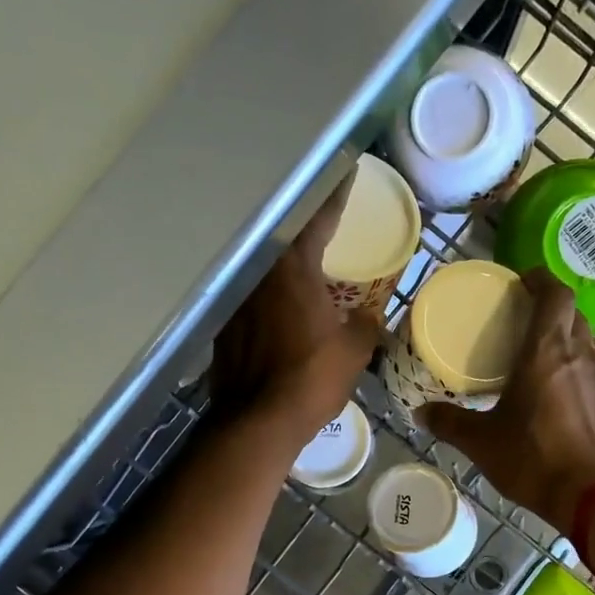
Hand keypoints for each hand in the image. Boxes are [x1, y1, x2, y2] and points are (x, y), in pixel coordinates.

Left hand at [211, 171, 379, 444]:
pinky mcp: (225, 327)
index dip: (334, 196)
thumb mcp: (353, 351)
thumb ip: (364, 325)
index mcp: (293, 269)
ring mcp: (237, 301)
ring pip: (265, 270)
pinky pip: (253, 299)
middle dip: (305, 228)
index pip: (317, 219)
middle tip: (326, 223)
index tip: (345, 173)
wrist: (258, 421)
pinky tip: (281, 308)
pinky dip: (269, 297)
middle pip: (283, 239)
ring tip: (305, 267)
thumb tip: (369, 317)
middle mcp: (259, 275)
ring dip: (285, 265)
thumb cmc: (311, 379)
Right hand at [418, 271, 594, 531]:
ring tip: (540, 356)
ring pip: (586, 339)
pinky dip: (577, 366)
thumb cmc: (534, 459)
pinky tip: (560, 392)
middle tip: (523, 322)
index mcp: (546, 351)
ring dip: (566, 338)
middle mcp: (580, 353)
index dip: (541, 279)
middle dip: (550, 308)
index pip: (555, 292)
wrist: (592, 496)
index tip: (522, 282)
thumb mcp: (482, 442)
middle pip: (571, 312)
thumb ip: (450, 422)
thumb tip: (420, 413)